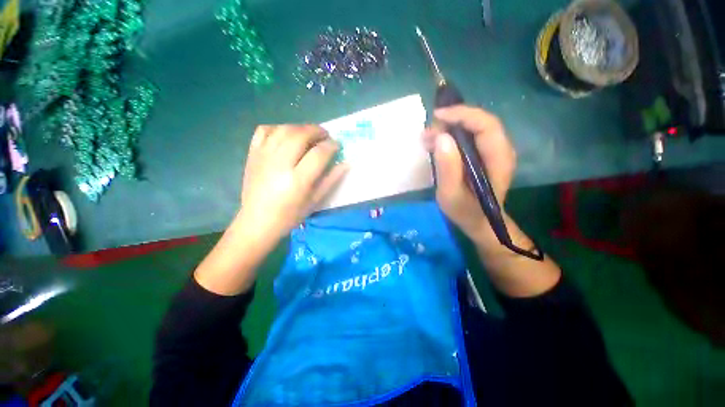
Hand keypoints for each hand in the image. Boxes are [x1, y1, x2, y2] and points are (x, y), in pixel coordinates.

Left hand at [238, 124, 347, 243]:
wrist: (257, 221)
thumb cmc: (290, 215)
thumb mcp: (315, 201)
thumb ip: (331, 180)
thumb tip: (345, 163)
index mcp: (297, 180)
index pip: (318, 154)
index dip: (331, 146)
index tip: (337, 145)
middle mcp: (279, 164)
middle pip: (300, 135)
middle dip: (317, 131)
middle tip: (325, 136)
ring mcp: (263, 156)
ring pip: (284, 129)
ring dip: (300, 127)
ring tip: (309, 134)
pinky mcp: (252, 154)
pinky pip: (265, 130)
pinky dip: (278, 128)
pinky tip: (286, 136)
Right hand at [422, 105, 516, 243]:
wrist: (479, 222)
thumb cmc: (465, 211)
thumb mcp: (451, 194)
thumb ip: (448, 168)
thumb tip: (441, 137)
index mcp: (498, 159)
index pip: (485, 124)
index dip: (462, 114)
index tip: (437, 116)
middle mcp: (500, 149)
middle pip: (479, 122)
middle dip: (452, 121)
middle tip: (428, 132)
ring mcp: (493, 151)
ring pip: (473, 127)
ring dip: (449, 128)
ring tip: (427, 139)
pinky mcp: (484, 155)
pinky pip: (469, 137)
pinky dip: (451, 136)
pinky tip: (436, 144)